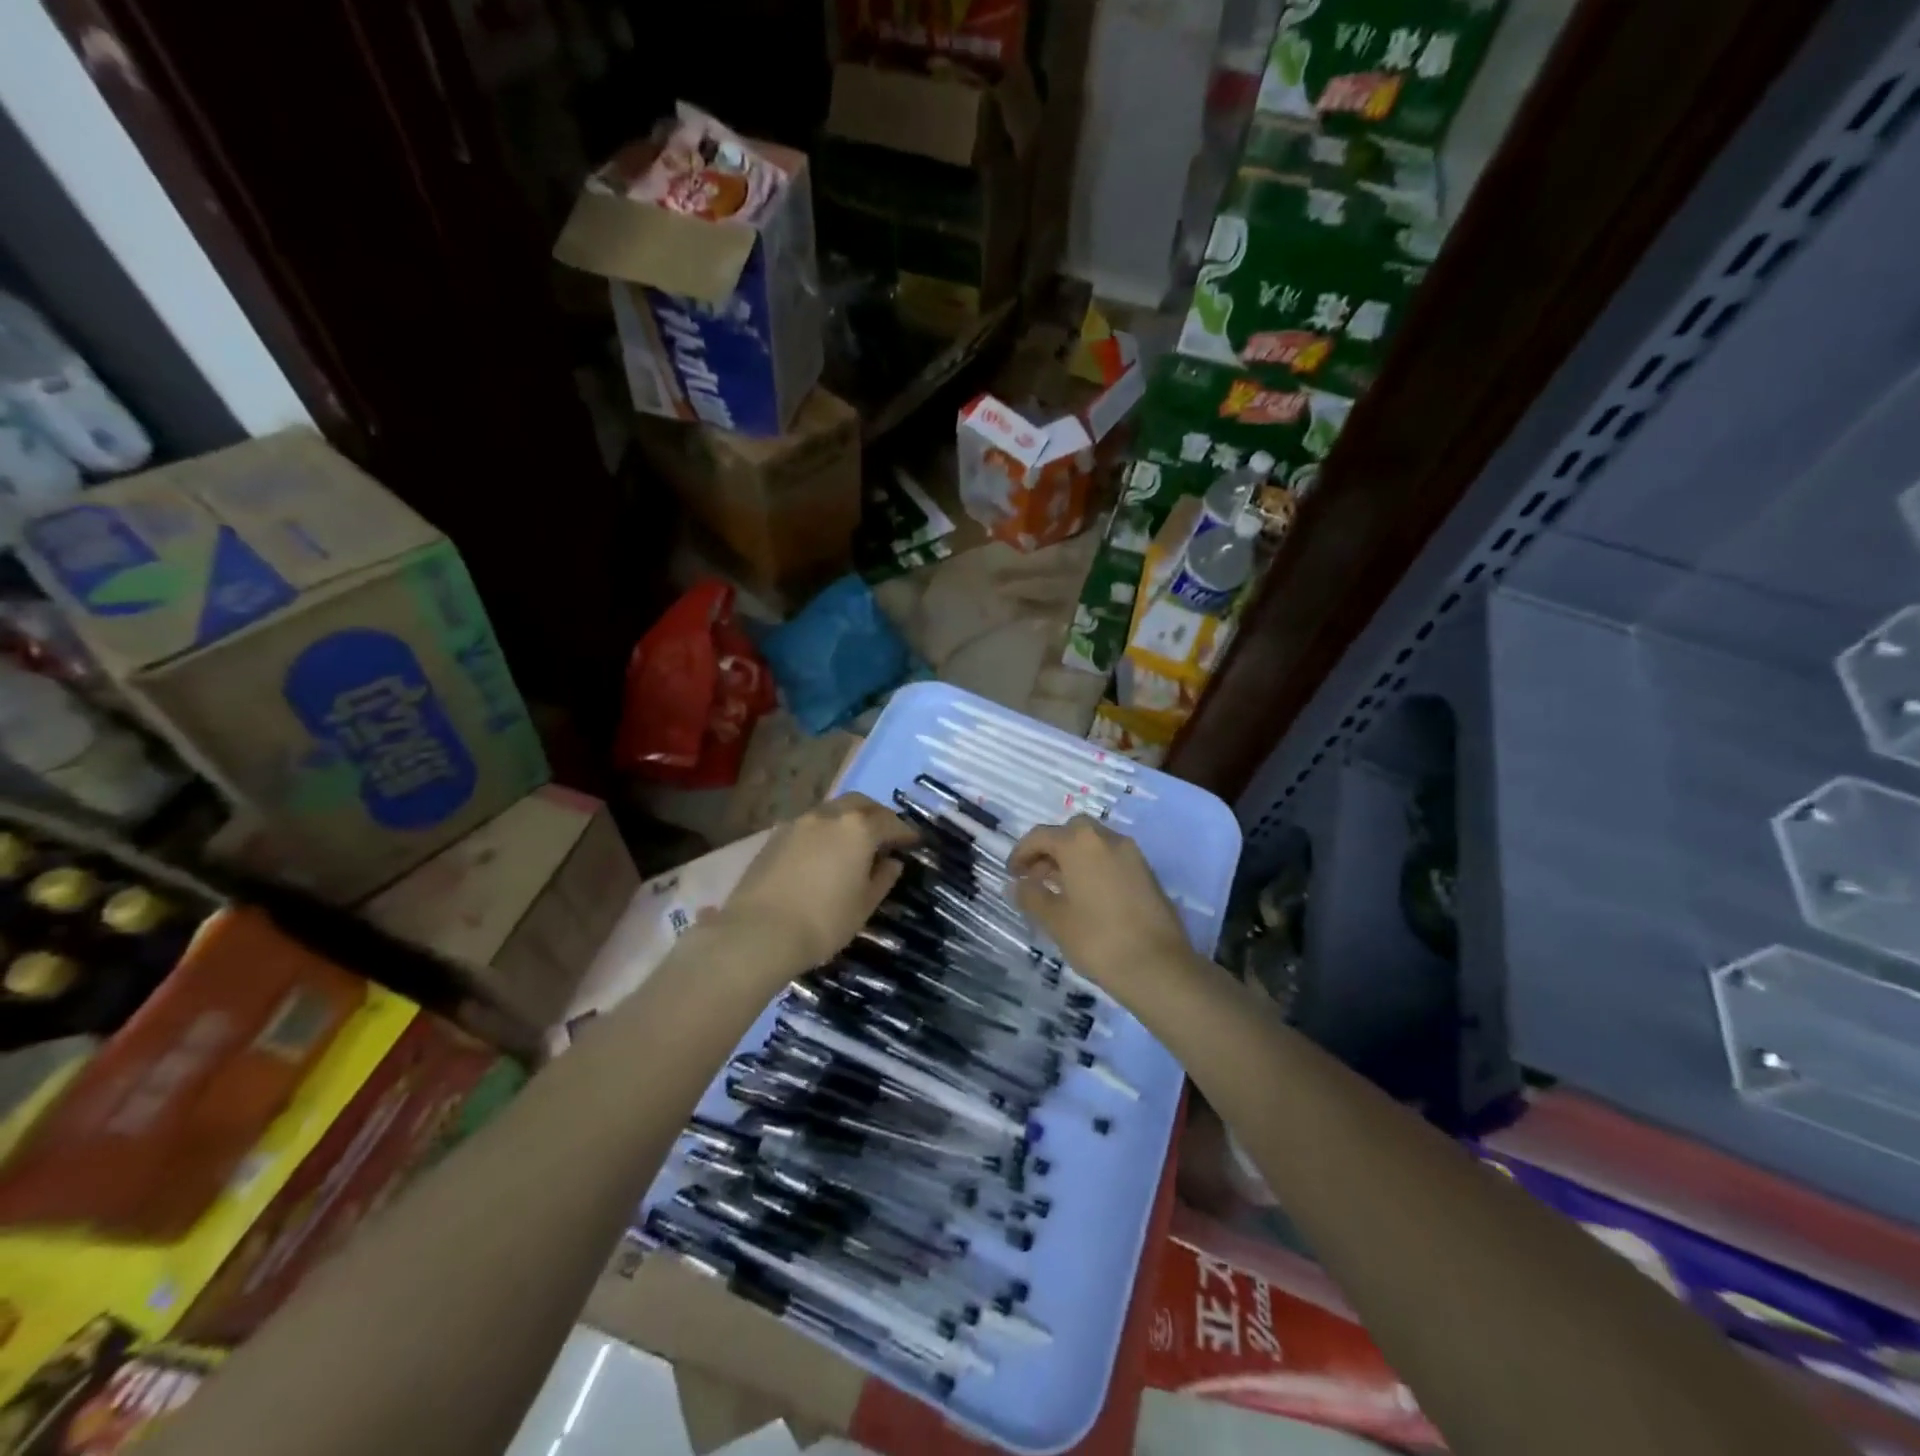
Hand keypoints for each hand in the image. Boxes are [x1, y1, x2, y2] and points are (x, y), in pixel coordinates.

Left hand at [718, 793, 916, 973]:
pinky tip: (823, 853)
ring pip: (831, 811)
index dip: (905, 832)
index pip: (890, 822)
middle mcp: (829, 815)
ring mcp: (798, 822)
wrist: (758, 933)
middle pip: (860, 804)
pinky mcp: (774, 836)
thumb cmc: (823, 921)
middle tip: (885, 835)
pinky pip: (808, 825)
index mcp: (858, 828)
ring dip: (847, 821)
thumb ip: (882, 878)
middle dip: (876, 815)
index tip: (913, 842)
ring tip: (852, 844)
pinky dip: (823, 832)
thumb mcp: (864, 905)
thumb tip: (892, 862)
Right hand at [1008, 816, 1195, 999]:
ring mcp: (1131, 853)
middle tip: (1036, 877)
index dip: (1021, 853)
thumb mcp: (1055, 920)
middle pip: (1070, 832)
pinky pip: (1111, 858)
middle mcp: (1106, 838)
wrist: (1158, 966)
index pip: (1041, 836)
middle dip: (1050, 850)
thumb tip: (1017, 884)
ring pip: (1093, 844)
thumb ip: (1031, 896)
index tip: (1011, 875)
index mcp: (1079, 843)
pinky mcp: (1147, 872)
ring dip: (1072, 858)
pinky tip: (1086, 897)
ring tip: (1059, 890)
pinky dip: (1093, 867)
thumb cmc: (1097, 939)